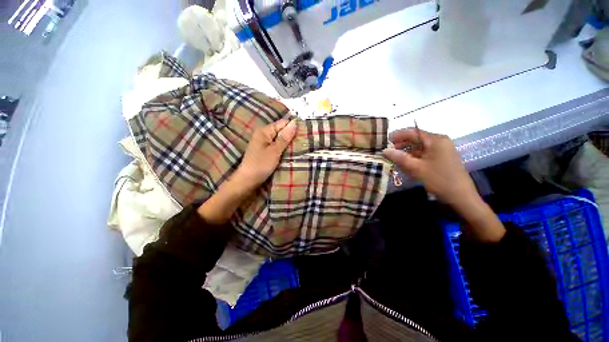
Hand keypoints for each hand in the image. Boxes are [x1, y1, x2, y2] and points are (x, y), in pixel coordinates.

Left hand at [234, 118, 297, 191]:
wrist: (248, 180)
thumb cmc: (261, 165)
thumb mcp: (275, 151)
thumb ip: (284, 138)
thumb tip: (294, 123)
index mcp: (264, 131)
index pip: (282, 123)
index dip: (293, 127)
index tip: (304, 132)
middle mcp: (263, 135)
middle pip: (281, 131)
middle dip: (291, 135)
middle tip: (304, 140)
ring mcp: (263, 144)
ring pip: (280, 139)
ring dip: (288, 143)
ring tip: (300, 146)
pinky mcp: (265, 151)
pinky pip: (277, 146)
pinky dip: (283, 149)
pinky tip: (291, 152)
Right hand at [383, 128, 504, 241]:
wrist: (461, 197)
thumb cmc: (438, 179)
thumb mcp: (416, 168)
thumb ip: (399, 157)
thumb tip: (384, 150)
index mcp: (435, 140)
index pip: (412, 132)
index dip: (397, 135)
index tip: (385, 141)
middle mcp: (440, 141)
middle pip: (416, 138)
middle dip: (401, 144)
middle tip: (387, 151)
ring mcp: (442, 150)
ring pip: (420, 147)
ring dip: (406, 151)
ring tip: (393, 158)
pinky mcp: (442, 158)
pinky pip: (425, 153)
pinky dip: (414, 156)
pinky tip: (405, 163)